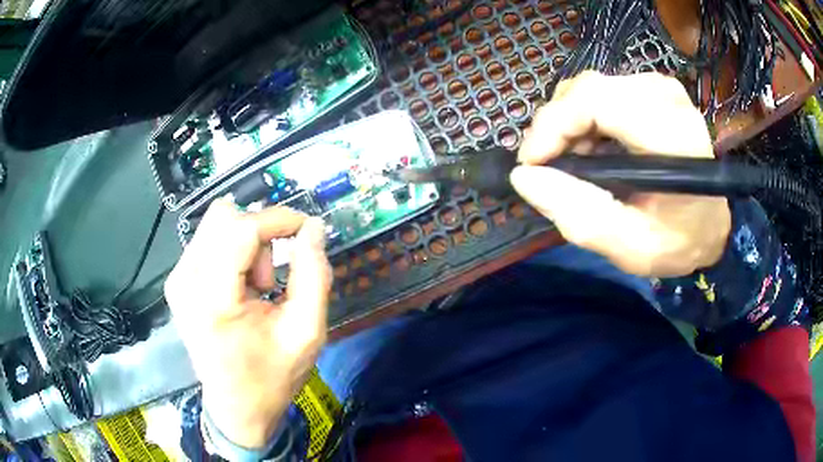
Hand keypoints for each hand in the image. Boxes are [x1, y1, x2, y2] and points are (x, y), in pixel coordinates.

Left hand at [165, 199, 331, 448]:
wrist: (236, 407)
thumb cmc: (272, 377)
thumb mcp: (307, 332)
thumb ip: (314, 275)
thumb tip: (313, 227)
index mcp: (214, 300)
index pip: (242, 229)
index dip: (278, 218)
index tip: (306, 228)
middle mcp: (186, 281)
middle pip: (224, 216)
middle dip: (259, 235)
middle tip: (271, 278)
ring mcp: (177, 280)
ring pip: (216, 224)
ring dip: (246, 245)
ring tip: (256, 289)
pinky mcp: (177, 281)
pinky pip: (208, 240)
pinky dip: (232, 253)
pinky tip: (240, 288)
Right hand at [511, 71, 730, 276]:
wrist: (710, 224)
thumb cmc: (678, 241)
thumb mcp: (629, 247)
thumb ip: (578, 215)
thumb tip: (524, 176)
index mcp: (672, 135)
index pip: (596, 101)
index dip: (553, 125)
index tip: (532, 163)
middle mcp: (666, 97)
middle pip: (587, 90)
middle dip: (556, 126)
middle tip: (549, 168)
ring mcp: (660, 87)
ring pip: (590, 88)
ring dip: (569, 124)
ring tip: (572, 162)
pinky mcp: (653, 88)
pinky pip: (602, 92)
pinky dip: (585, 119)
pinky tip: (590, 149)